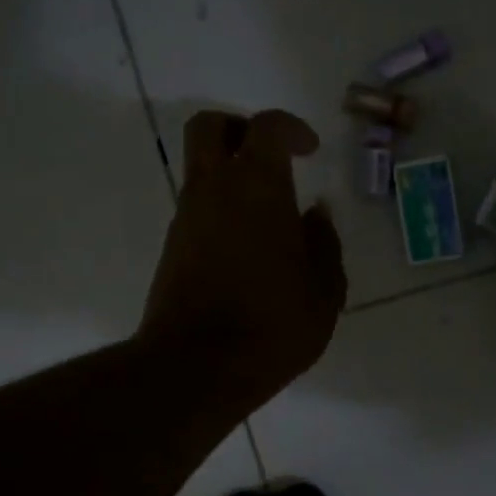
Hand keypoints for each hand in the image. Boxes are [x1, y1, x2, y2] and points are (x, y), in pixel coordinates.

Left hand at [139, 109, 346, 414]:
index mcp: (258, 187)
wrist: (196, 368)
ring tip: (268, 218)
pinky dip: (220, 211)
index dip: (291, 128)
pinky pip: (197, 210)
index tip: (310, 149)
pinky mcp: (171, 250)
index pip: (267, 127)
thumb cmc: (272, 326)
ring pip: (200, 171)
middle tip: (270, 157)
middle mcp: (214, 190)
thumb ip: (324, 245)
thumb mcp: (324, 292)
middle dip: (240, 129)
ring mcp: (186, 219)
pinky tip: (248, 252)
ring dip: (230, 177)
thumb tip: (315, 216)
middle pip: (210, 127)